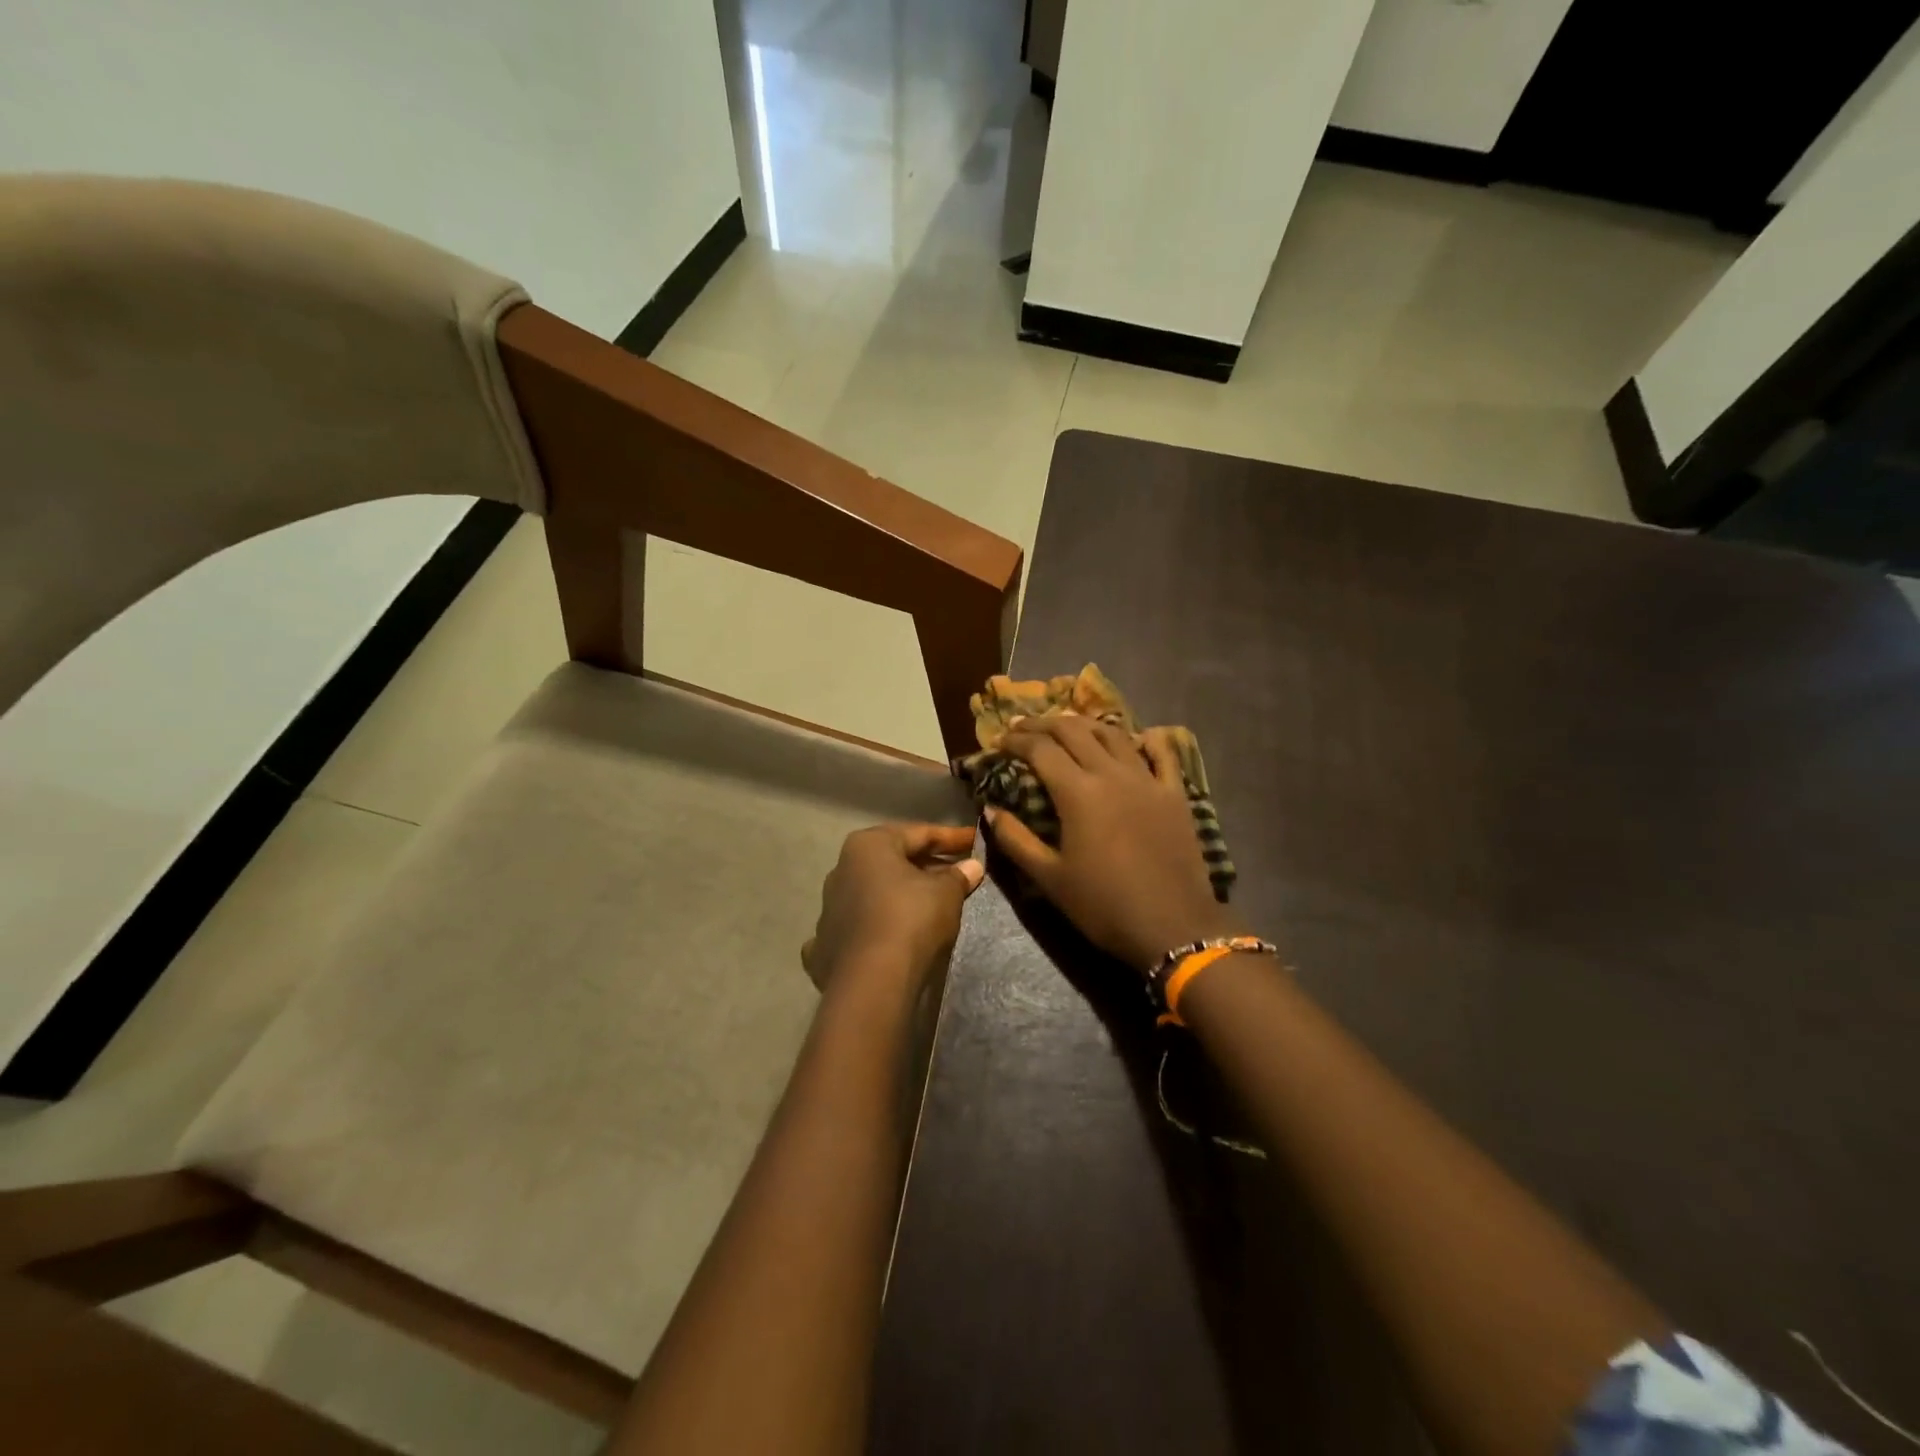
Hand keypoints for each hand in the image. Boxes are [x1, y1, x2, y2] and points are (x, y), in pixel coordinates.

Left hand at [802, 823, 984, 993]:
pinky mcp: (826, 944)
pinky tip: (895, 932)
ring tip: (932, 904)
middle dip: (926, 866)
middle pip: (893, 861)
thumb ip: (958, 876)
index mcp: (868, 845)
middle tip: (958, 872)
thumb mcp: (946, 893)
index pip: (918, 833)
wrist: (872, 981)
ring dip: (901, 894)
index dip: (951, 837)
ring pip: (874, 892)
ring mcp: (829, 908)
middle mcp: (842, 869)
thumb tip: (972, 867)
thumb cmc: (911, 919)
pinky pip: (859, 924)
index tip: (975, 841)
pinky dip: (879, 923)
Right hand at [987, 717, 1241, 972]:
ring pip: (1114, 735)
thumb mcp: (1049, 879)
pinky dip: (1146, 739)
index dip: (1017, 740)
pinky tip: (1138, 736)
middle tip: (1025, 726)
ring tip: (1068, 726)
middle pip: (1074, 731)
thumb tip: (990, 809)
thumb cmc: (1104, 905)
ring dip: (1086, 724)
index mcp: (1078, 793)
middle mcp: (1111, 774)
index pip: (1041, 749)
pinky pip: (1162, 754)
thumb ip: (1015, 840)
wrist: (1173, 926)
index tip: (1000, 740)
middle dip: (1044, 724)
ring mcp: (1147, 780)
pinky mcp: (1175, 794)